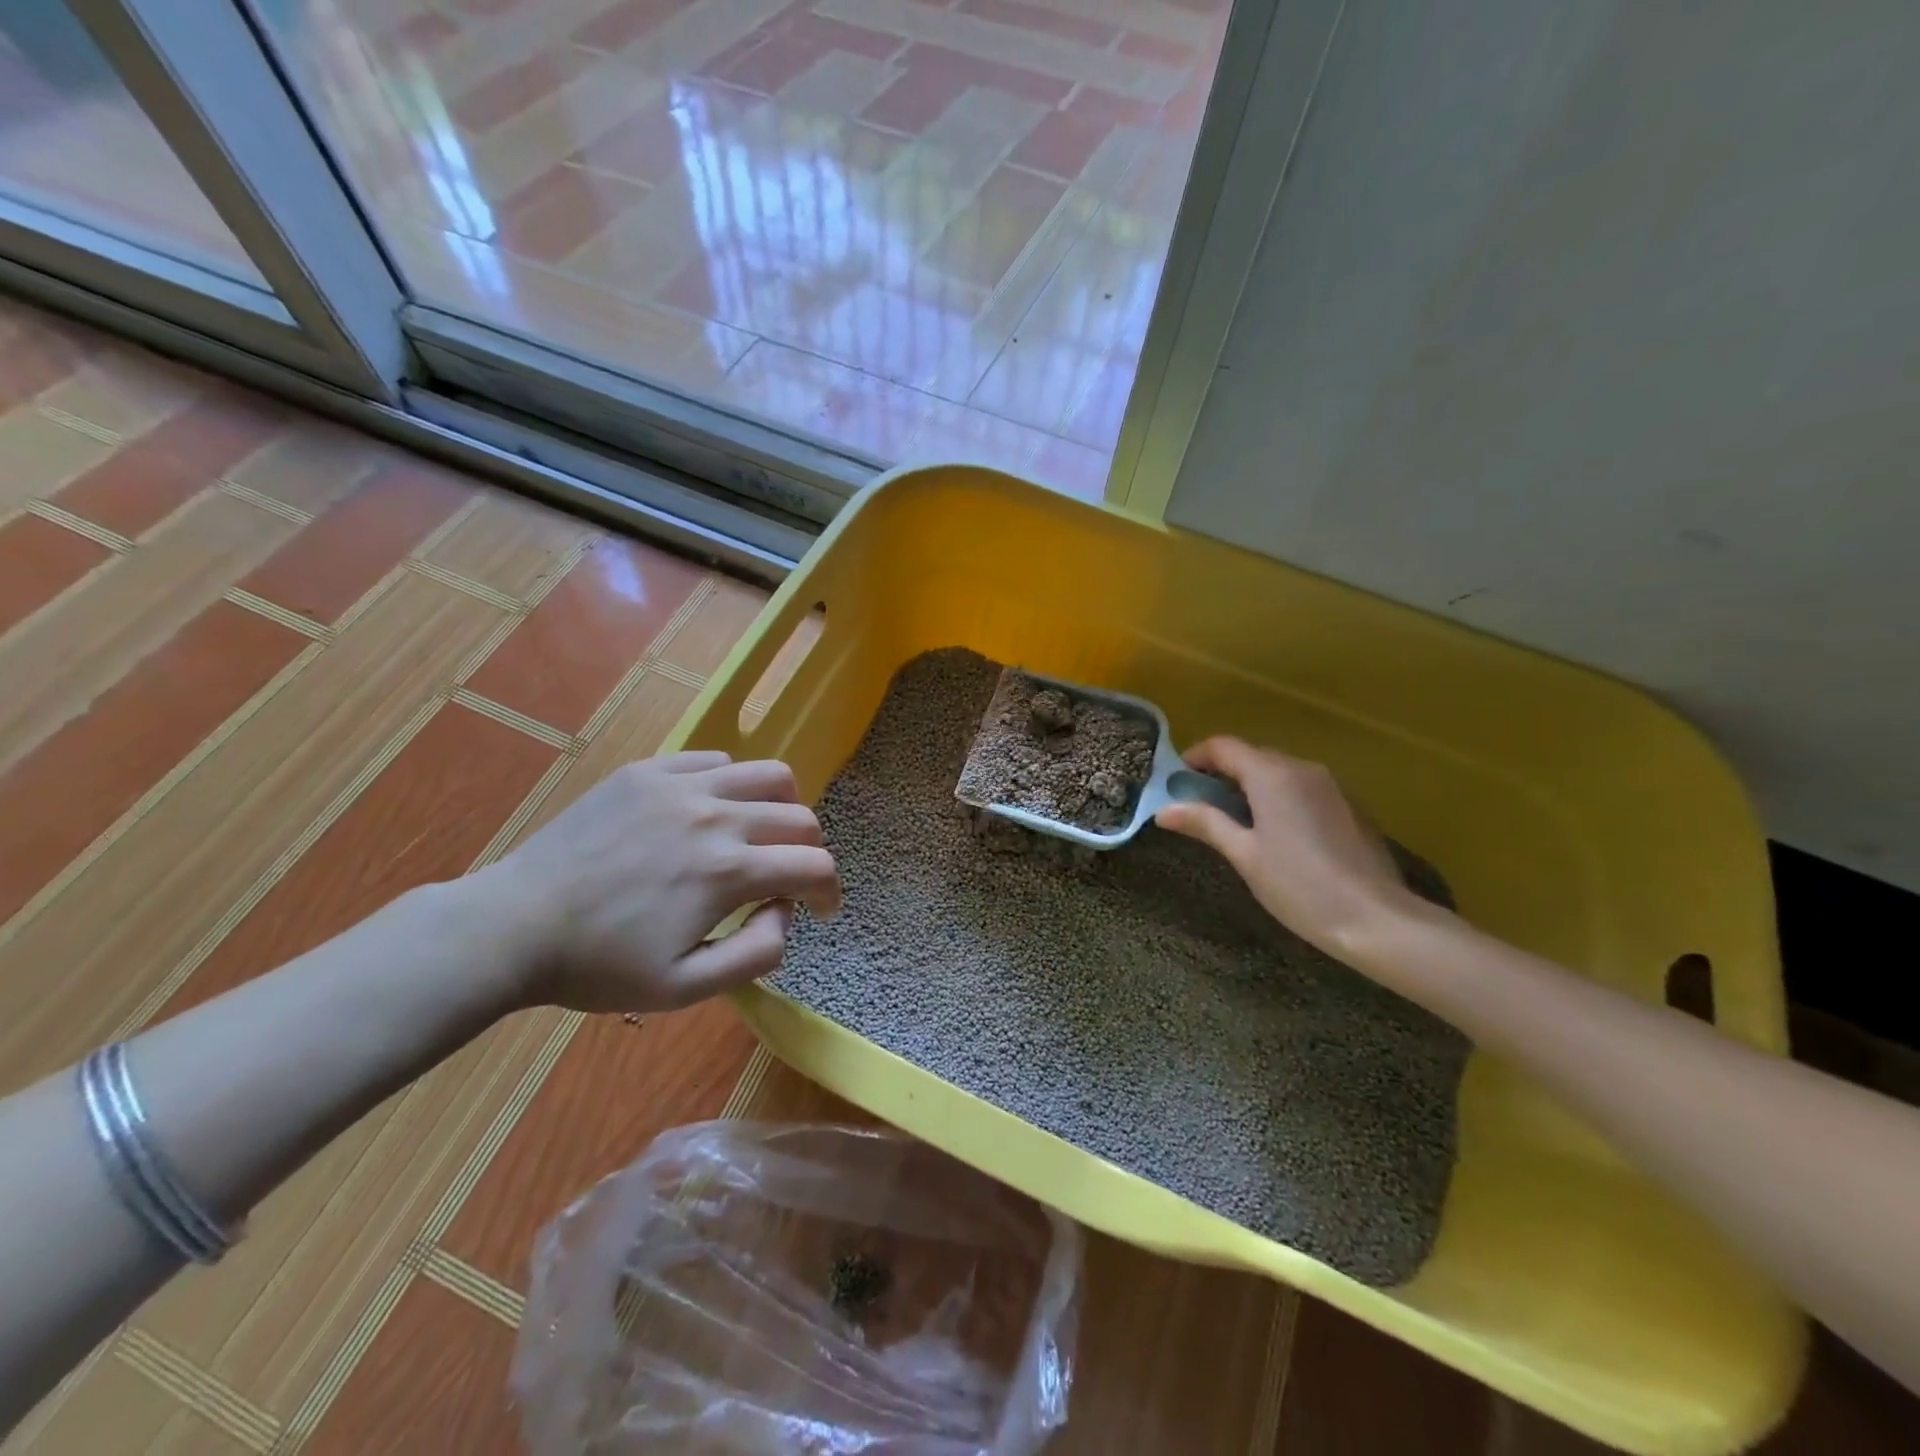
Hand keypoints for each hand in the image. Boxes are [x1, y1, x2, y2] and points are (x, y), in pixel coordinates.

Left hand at [468, 752, 840, 1012]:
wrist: (514, 925)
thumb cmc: (599, 965)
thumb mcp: (684, 988)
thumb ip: (756, 953)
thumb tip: (785, 911)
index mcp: (727, 872)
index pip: (814, 866)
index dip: (830, 891)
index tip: (821, 908)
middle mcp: (716, 816)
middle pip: (800, 818)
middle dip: (810, 852)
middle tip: (789, 878)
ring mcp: (680, 786)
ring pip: (768, 775)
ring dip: (782, 807)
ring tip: (762, 832)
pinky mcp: (649, 771)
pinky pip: (714, 761)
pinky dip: (731, 785)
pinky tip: (710, 812)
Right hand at [1155, 738, 1419, 955]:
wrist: (1377, 919)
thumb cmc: (1299, 886)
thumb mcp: (1244, 855)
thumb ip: (1205, 823)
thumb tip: (1163, 810)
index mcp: (1272, 775)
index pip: (1223, 746)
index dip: (1194, 757)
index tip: (1175, 782)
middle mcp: (1303, 768)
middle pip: (1252, 756)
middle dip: (1221, 773)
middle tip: (1198, 805)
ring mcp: (1331, 786)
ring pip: (1279, 772)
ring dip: (1250, 786)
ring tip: (1233, 821)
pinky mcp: (1349, 806)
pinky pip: (1303, 788)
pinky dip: (1279, 798)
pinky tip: (1275, 833)